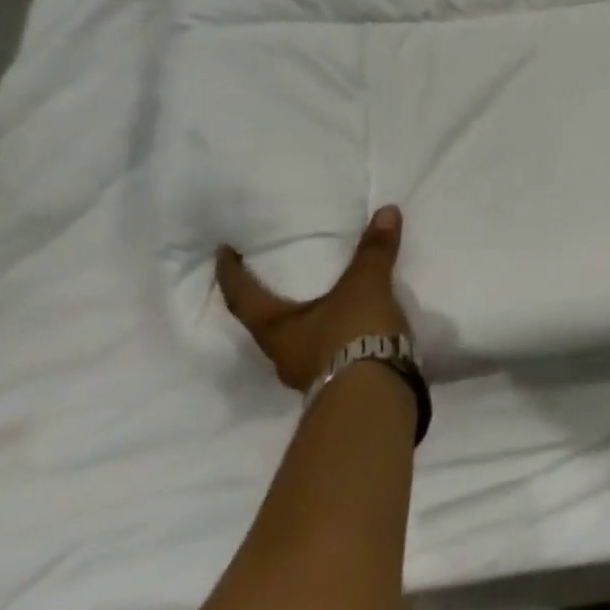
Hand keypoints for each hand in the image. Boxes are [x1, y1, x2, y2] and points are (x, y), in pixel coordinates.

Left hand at [216, 206, 409, 392]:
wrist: (375, 398)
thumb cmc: (352, 335)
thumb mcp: (365, 286)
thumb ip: (374, 251)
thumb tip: (387, 211)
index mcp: (275, 329)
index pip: (243, 297)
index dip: (231, 273)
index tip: (223, 252)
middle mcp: (283, 354)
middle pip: (266, 322)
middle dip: (269, 299)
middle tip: (273, 272)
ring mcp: (308, 374)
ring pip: (298, 340)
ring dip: (304, 319)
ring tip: (320, 297)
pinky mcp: (336, 384)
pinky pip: (327, 351)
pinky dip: (333, 334)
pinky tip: (349, 324)